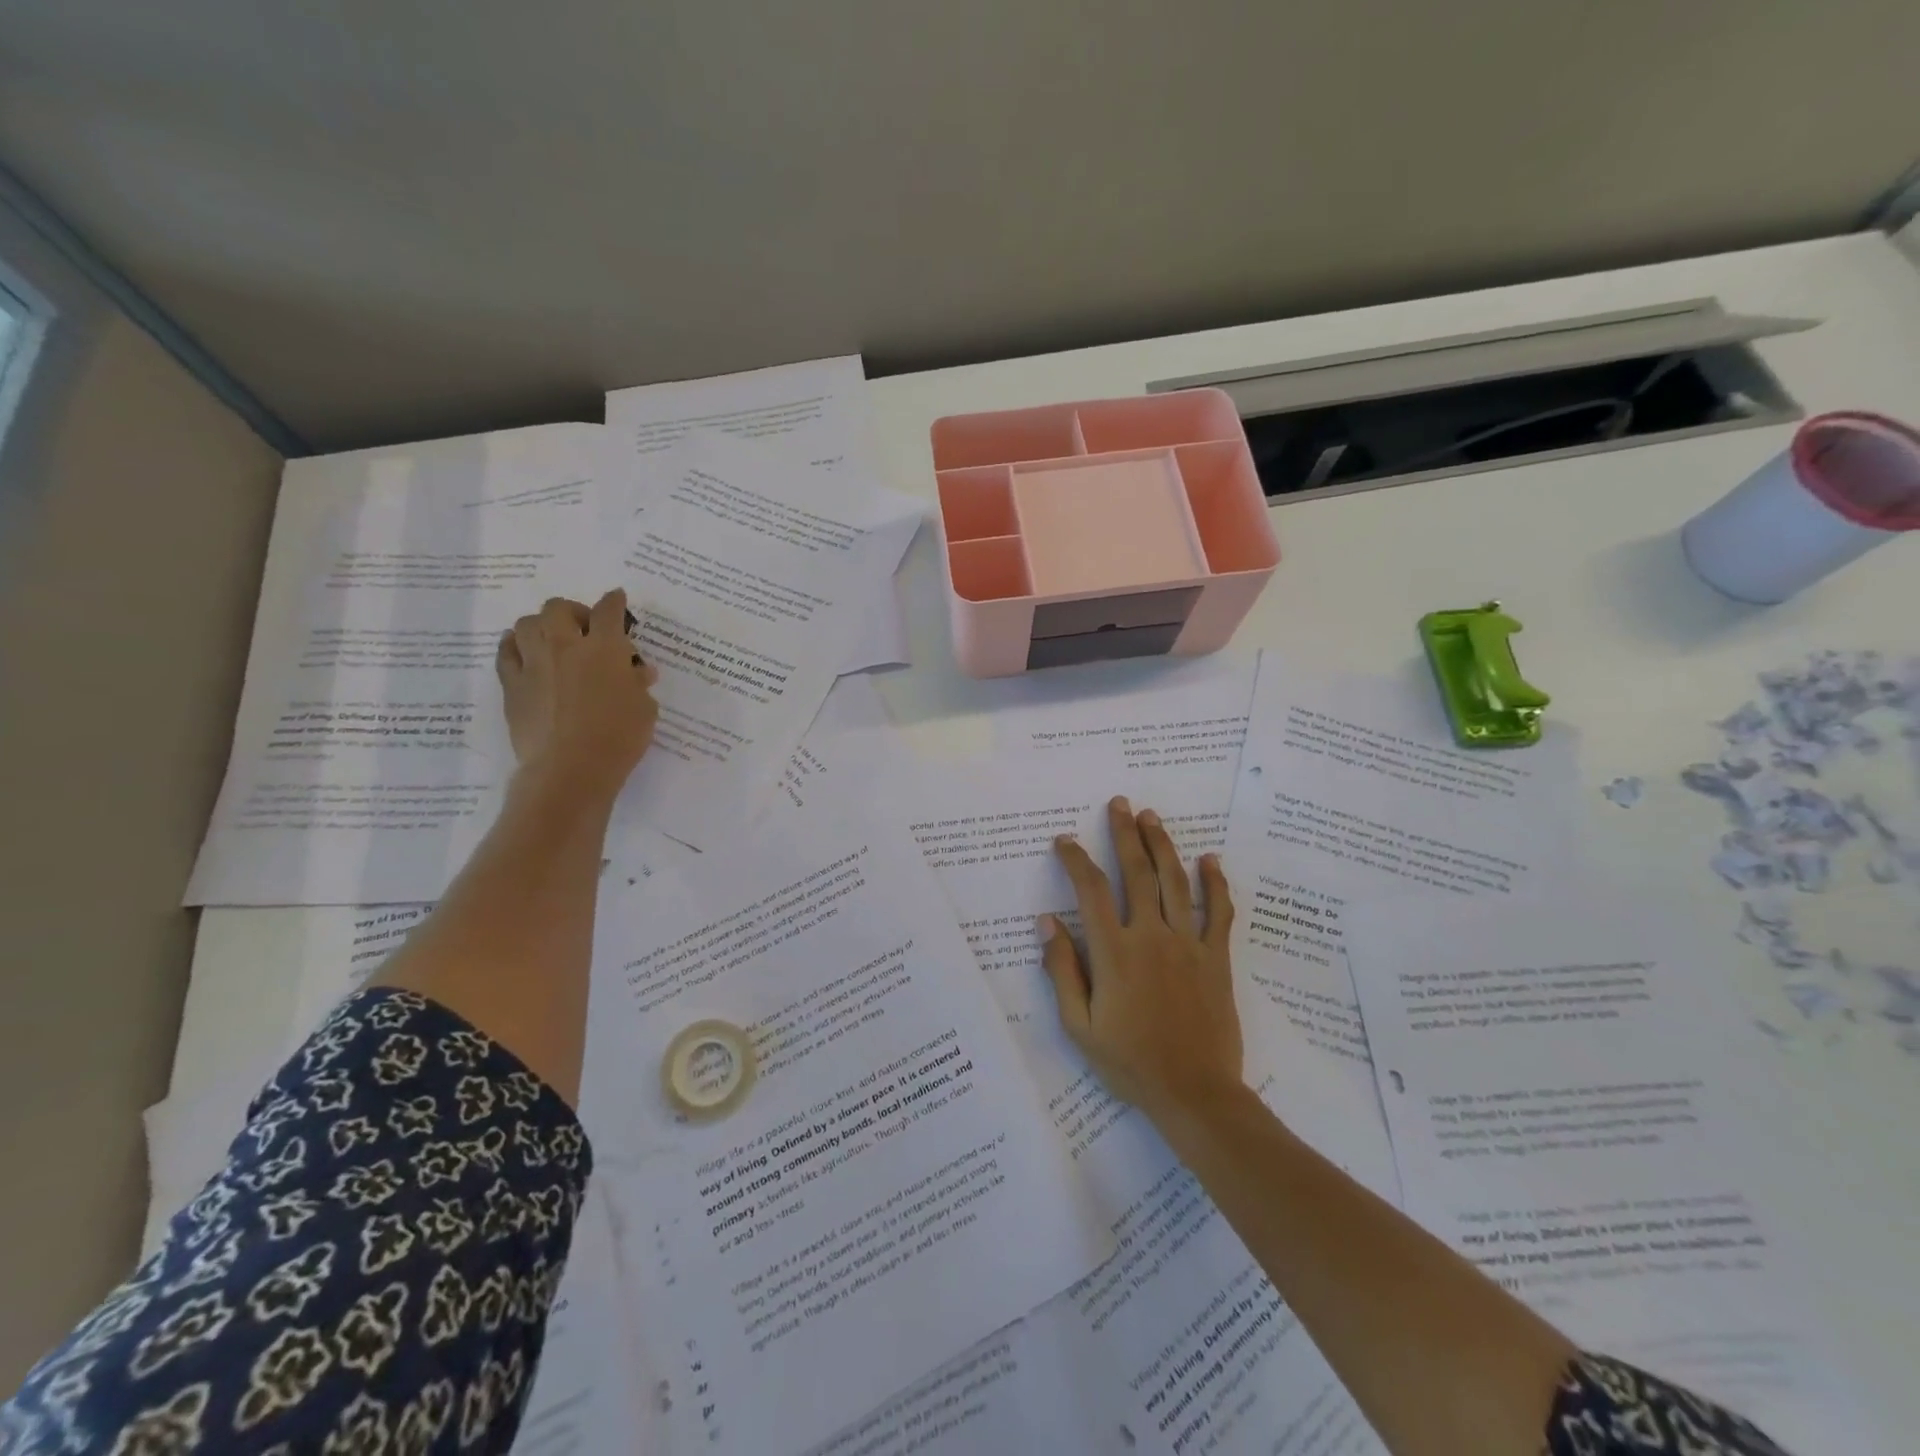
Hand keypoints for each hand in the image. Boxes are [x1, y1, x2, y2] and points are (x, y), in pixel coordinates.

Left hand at [497, 589, 658, 803]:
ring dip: (542, 626)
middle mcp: (565, 646)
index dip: (614, 601)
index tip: (617, 598)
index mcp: (604, 649)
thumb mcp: (644, 709)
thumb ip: (638, 684)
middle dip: (574, 611)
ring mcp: (534, 664)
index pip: (608, 611)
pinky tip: (523, 652)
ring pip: (527, 624)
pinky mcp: (512, 685)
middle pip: (559, 608)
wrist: (571, 769)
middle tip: (586, 628)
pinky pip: (506, 653)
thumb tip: (637, 671)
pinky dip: (515, 646)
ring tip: (553, 639)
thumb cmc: (619, 737)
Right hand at [1040, 797, 1243, 1126]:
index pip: (1090, 891)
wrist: (1194, 1093)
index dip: (1076, 860)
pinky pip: (1218, 912)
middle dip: (1125, 834)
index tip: (1065, 840)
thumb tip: (1048, 922)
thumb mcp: (1079, 1025)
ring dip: (1162, 845)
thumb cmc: (1129, 1062)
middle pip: (1137, 872)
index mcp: (1114, 952)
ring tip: (1151, 816)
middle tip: (1120, 804)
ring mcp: (1188, 944)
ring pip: (1175, 882)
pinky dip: (1215, 883)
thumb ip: (1062, 970)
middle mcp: (1151, 936)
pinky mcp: (1216, 958)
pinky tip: (1210, 859)